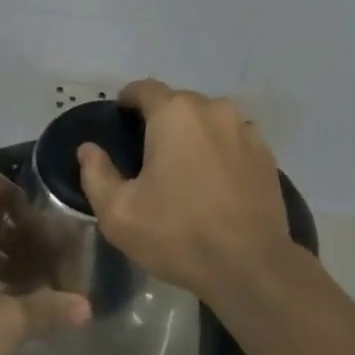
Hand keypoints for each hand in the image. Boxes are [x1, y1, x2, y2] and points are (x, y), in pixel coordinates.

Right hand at [77, 78, 292, 306]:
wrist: (251, 266)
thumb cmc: (178, 234)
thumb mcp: (119, 213)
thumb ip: (96, 175)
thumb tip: (88, 149)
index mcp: (174, 113)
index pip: (144, 88)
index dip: (128, 100)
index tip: (120, 118)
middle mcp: (212, 108)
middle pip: (178, 103)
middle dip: (161, 121)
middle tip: (149, 155)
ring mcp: (244, 128)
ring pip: (208, 119)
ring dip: (194, 134)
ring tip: (185, 168)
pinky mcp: (266, 152)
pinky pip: (233, 138)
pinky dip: (221, 149)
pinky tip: (216, 180)